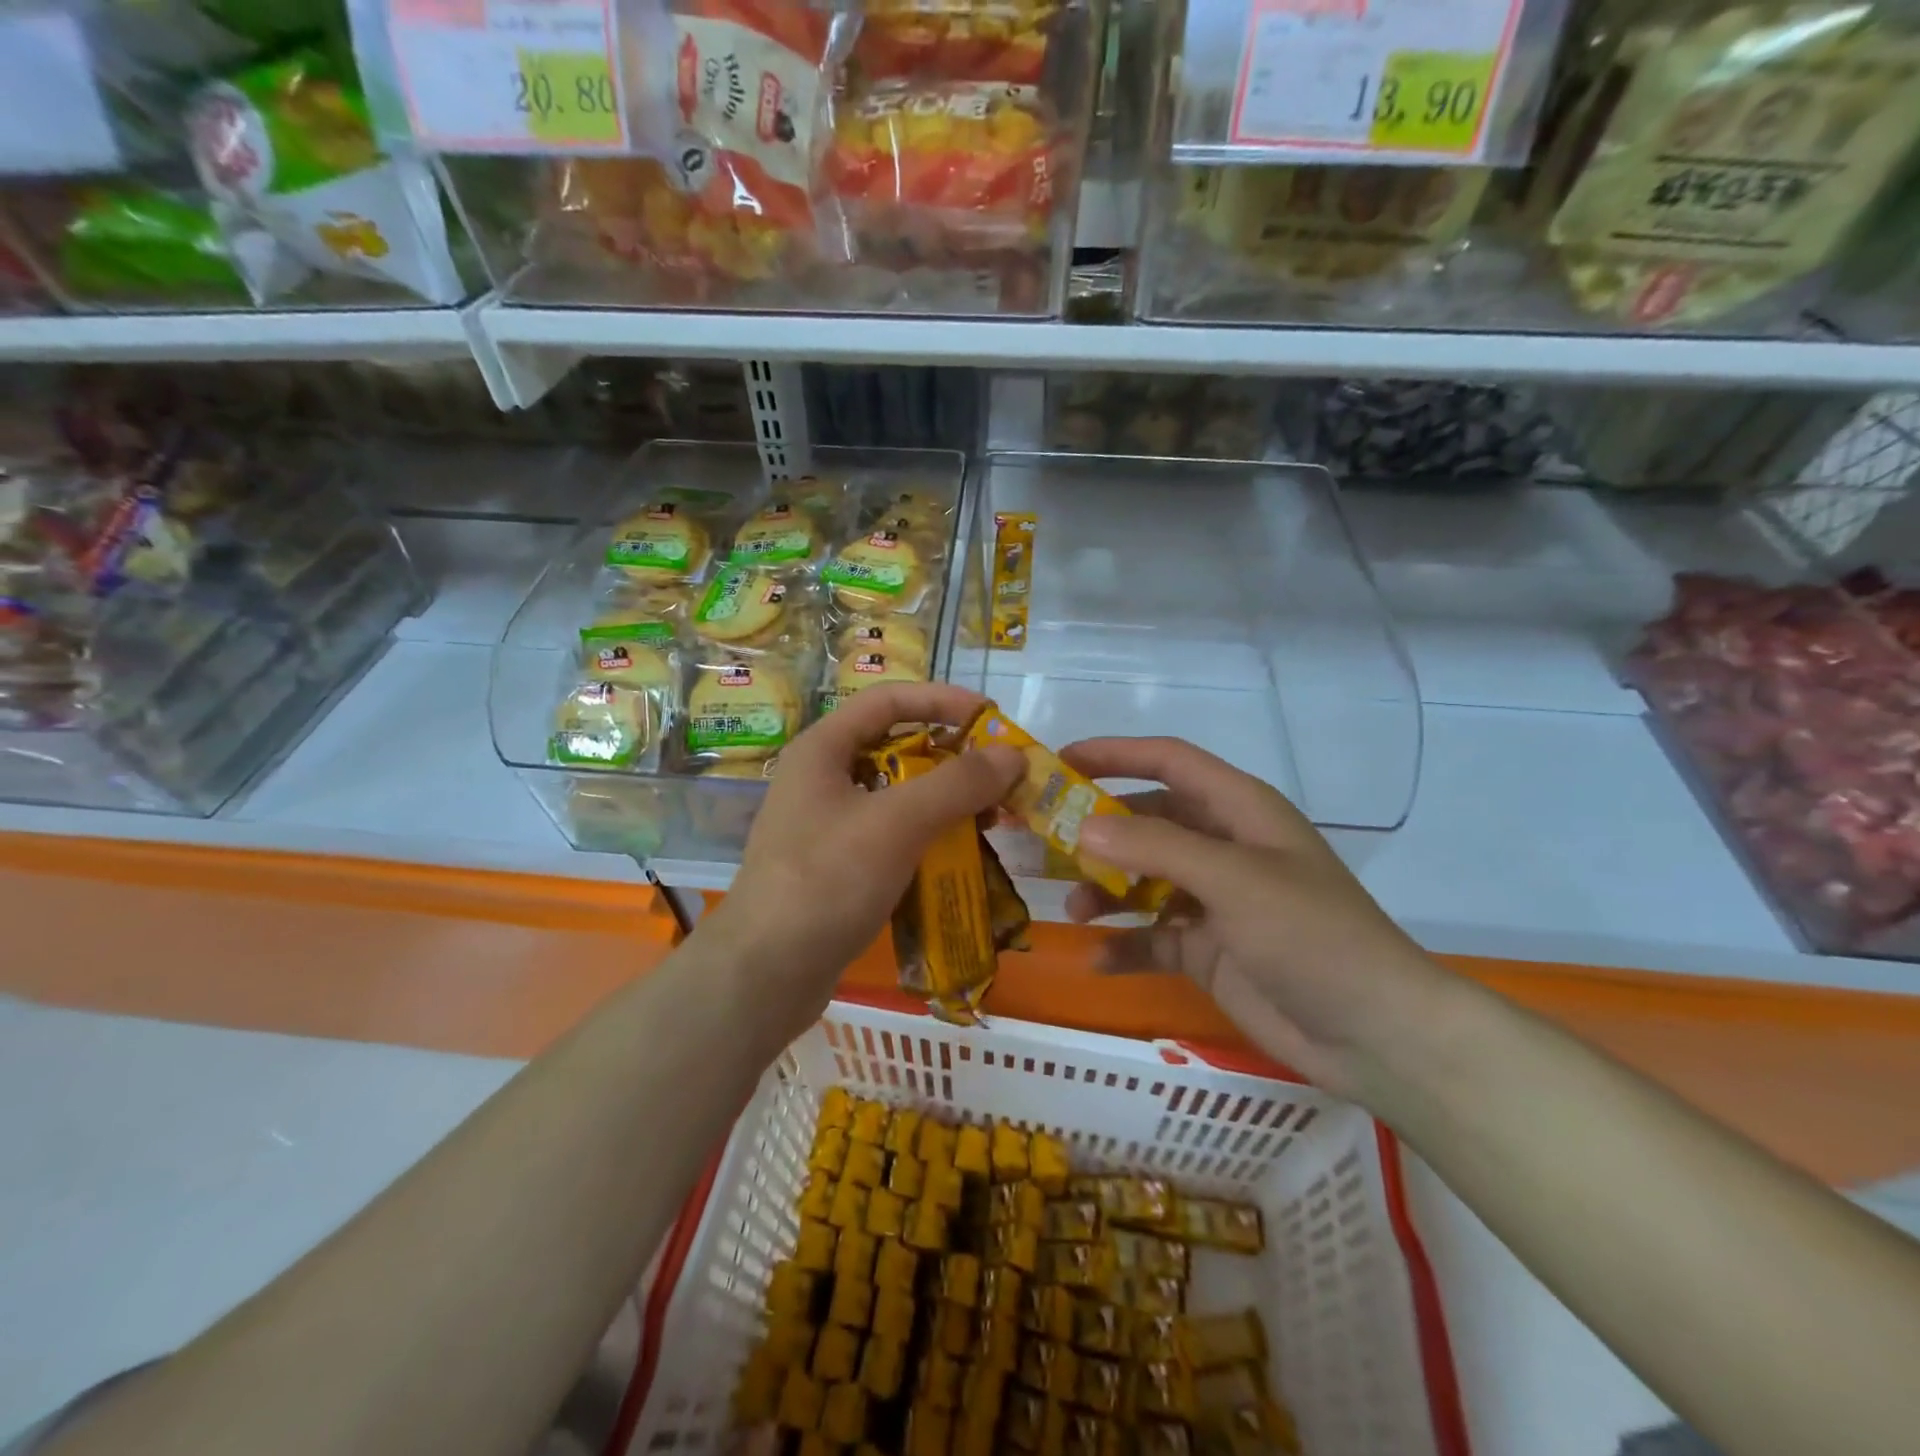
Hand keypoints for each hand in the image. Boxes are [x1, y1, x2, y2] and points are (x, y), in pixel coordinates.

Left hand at [708, 683, 1023, 1031]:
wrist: (765, 974)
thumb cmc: (827, 881)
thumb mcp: (897, 823)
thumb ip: (957, 783)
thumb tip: (1012, 754)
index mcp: (823, 749)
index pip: (889, 699)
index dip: (942, 701)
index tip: (991, 718)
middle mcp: (823, 779)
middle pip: (897, 747)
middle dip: (952, 759)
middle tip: (1001, 778)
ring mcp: (828, 825)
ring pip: (898, 796)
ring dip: (946, 802)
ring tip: (992, 819)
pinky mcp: (838, 866)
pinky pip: (892, 835)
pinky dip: (928, 837)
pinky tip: (961, 856)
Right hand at [1062, 737, 1458, 1098]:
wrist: (1375, 1034)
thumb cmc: (1311, 935)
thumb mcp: (1234, 880)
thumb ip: (1157, 848)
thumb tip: (1084, 828)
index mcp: (1239, 810)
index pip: (1168, 761)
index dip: (1115, 754)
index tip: (1058, 761)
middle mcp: (1222, 846)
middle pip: (1146, 821)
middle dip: (1096, 830)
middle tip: (1042, 841)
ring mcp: (1213, 899)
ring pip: (1141, 879)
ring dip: (1104, 891)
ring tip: (1071, 910)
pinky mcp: (1206, 947)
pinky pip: (1151, 936)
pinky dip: (1124, 944)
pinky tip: (1097, 958)